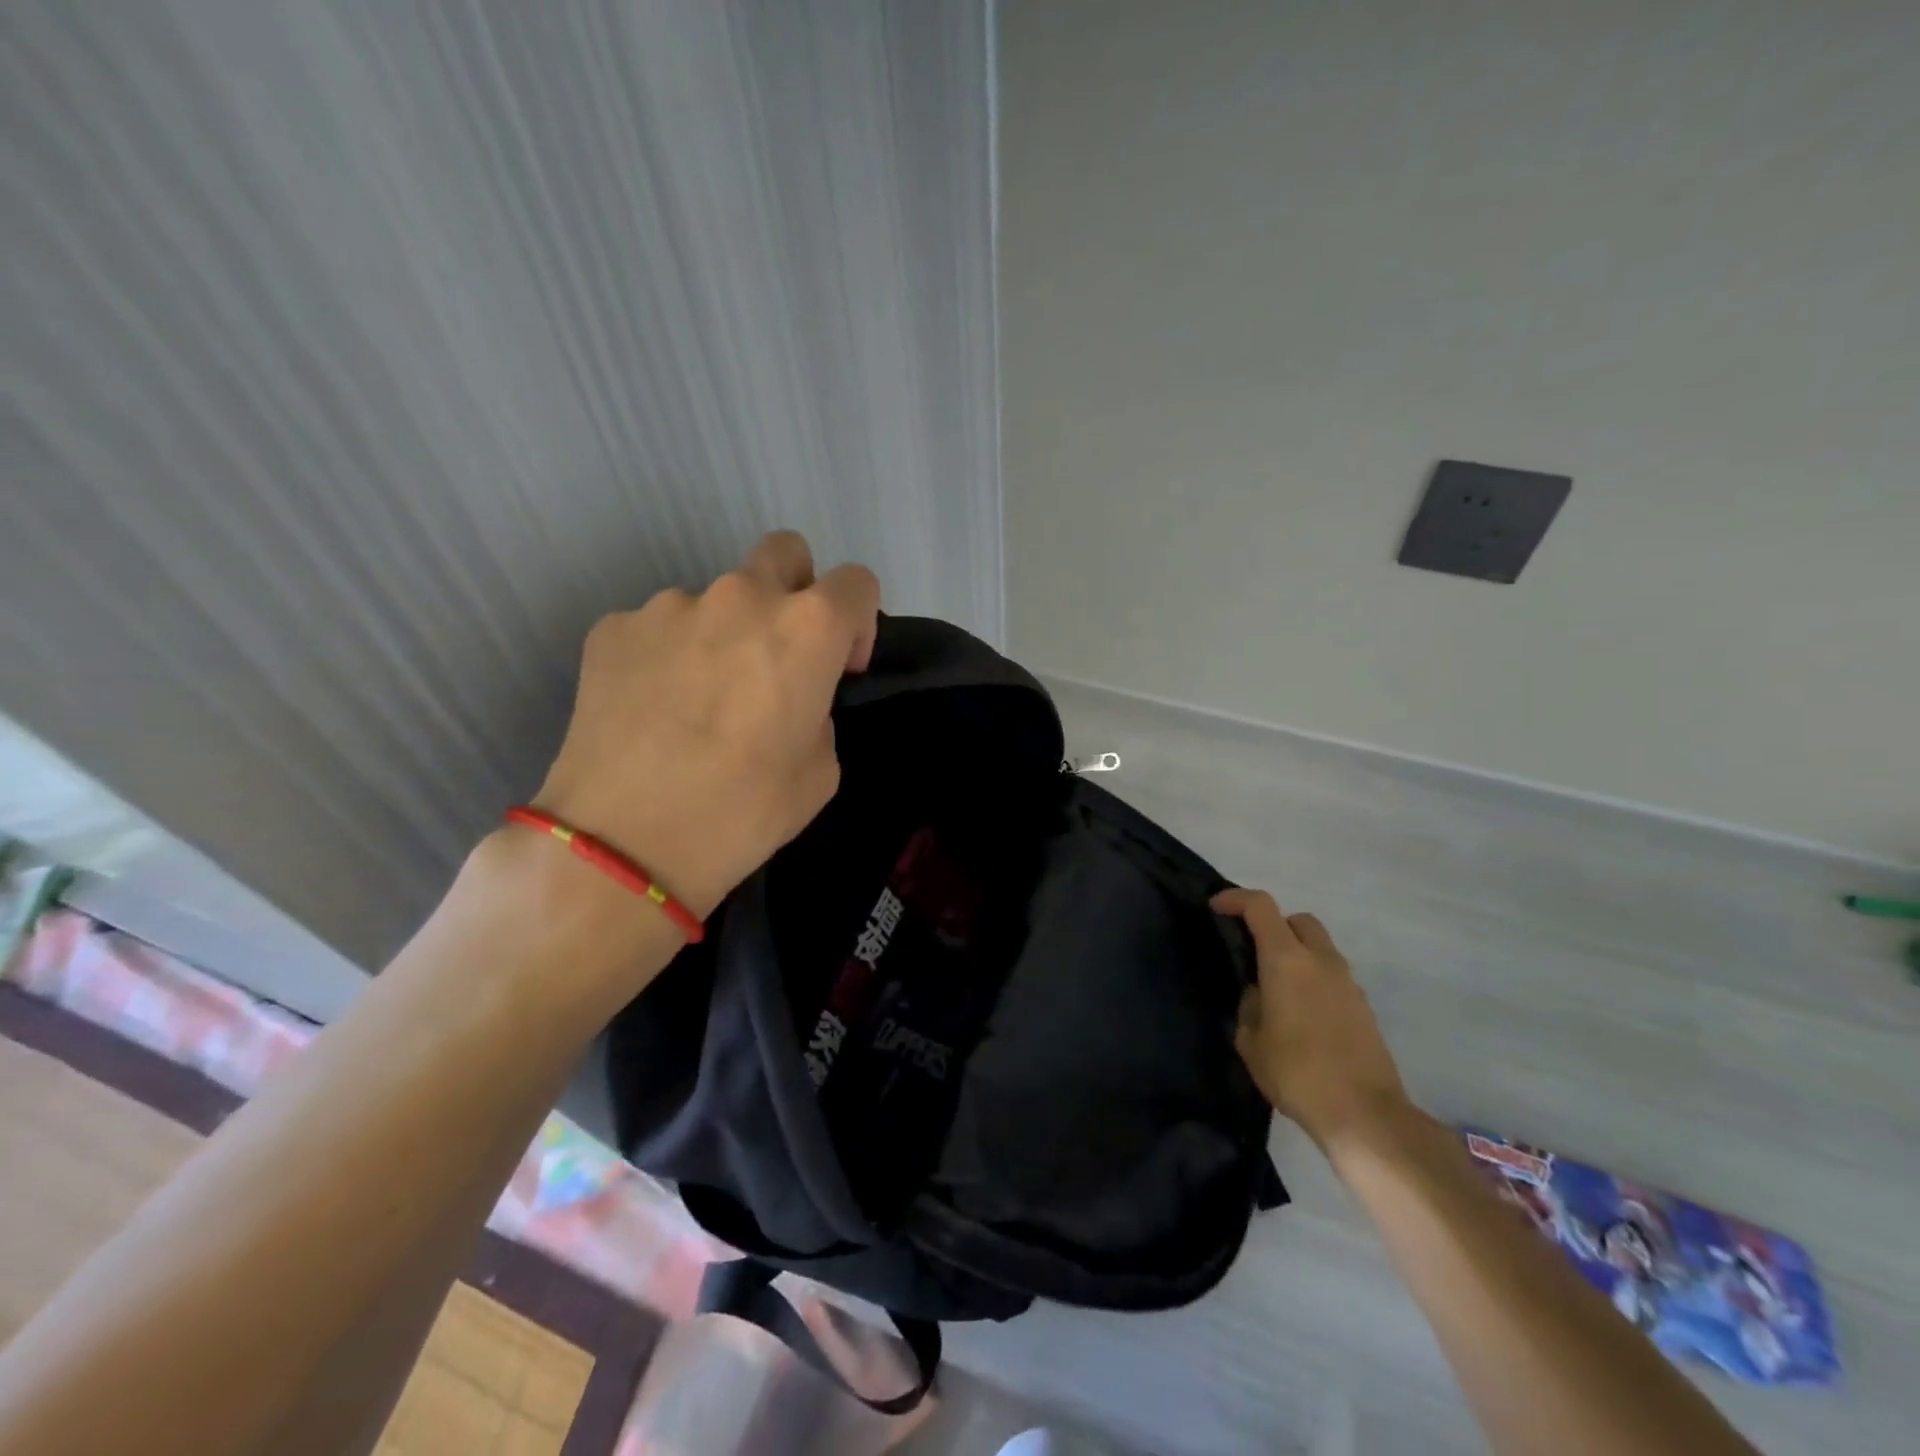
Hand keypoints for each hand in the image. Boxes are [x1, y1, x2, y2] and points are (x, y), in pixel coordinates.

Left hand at [532, 531, 879, 920]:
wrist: (623, 842)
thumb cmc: (743, 812)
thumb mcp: (820, 771)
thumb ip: (818, 713)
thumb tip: (791, 700)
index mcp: (807, 627)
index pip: (856, 582)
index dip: (858, 623)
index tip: (841, 669)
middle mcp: (741, 596)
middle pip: (785, 552)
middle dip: (795, 590)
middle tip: (778, 654)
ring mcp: (669, 605)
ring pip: (714, 598)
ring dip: (722, 633)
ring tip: (699, 700)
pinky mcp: (612, 628)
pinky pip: (658, 627)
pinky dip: (667, 655)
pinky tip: (654, 709)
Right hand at [1212, 888, 1410, 1156]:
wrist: (1365, 1114)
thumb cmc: (1296, 1073)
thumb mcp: (1251, 1041)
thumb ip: (1250, 1006)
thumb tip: (1260, 996)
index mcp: (1286, 960)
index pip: (1260, 906)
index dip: (1235, 899)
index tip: (1216, 908)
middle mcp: (1320, 960)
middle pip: (1297, 919)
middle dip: (1273, 925)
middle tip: (1253, 950)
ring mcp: (1348, 982)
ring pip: (1319, 947)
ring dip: (1296, 954)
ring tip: (1276, 989)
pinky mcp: (1364, 1007)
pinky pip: (1332, 976)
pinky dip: (1314, 979)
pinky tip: (1301, 1015)